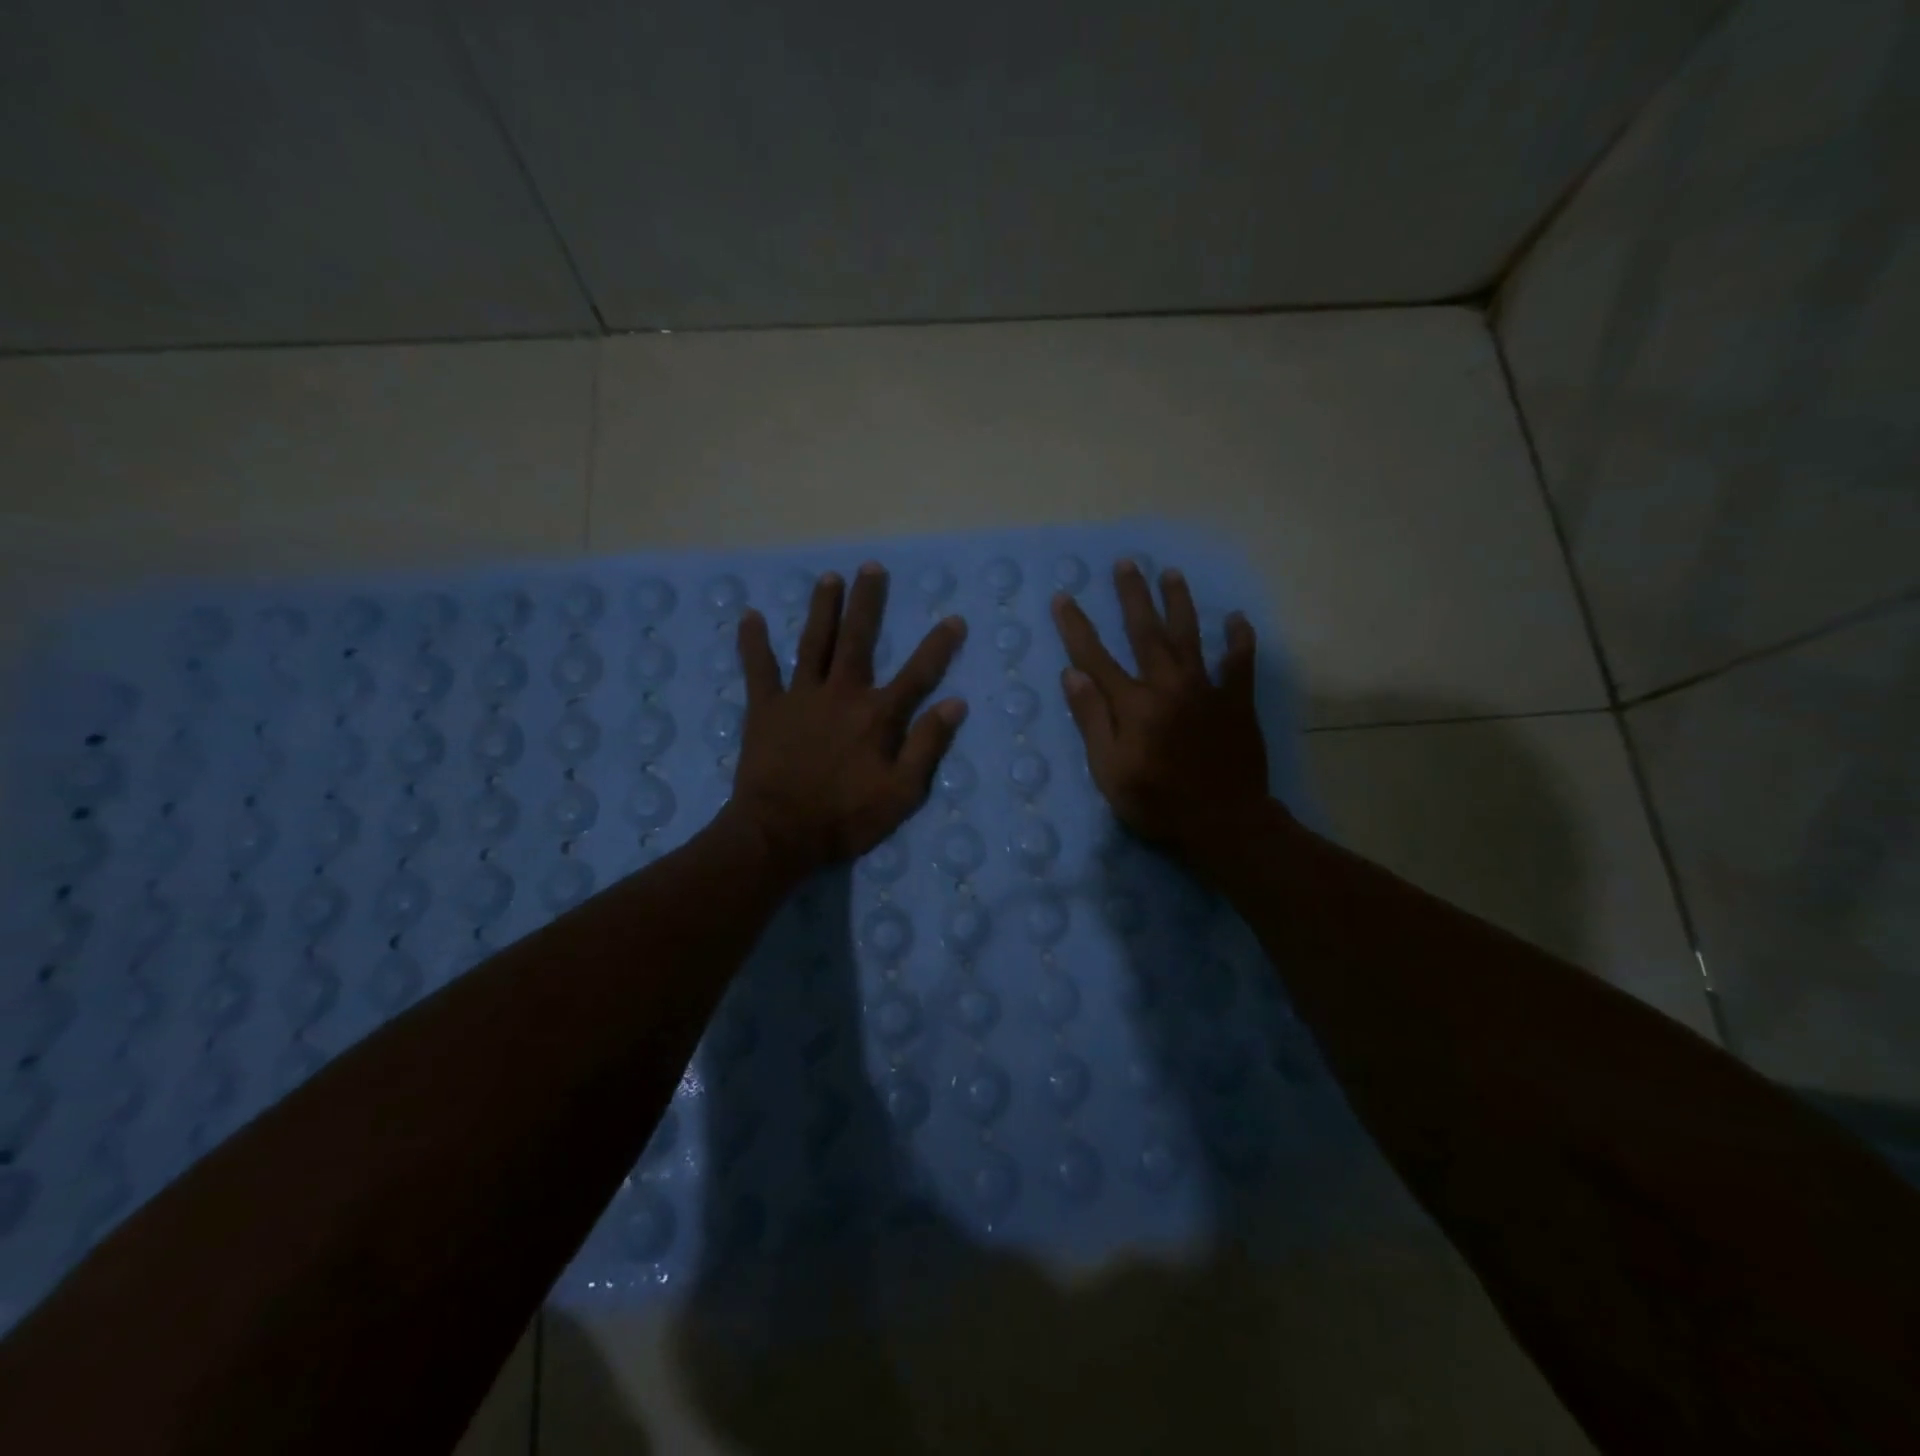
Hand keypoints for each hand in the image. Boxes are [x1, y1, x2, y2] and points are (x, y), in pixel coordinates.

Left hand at [728, 561, 967, 877]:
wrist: (780, 834)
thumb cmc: (845, 818)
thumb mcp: (901, 793)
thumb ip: (927, 746)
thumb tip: (955, 703)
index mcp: (877, 716)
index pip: (918, 674)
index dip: (938, 646)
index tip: (954, 618)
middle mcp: (842, 694)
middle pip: (858, 639)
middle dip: (867, 602)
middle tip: (871, 568)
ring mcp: (800, 697)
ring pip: (814, 643)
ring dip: (823, 609)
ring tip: (828, 578)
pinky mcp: (765, 708)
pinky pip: (759, 668)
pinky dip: (754, 643)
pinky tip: (751, 616)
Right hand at [1051, 559, 1273, 871]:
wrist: (1224, 823)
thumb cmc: (1157, 802)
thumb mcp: (1109, 770)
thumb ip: (1092, 720)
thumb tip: (1072, 674)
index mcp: (1133, 704)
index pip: (1095, 657)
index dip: (1076, 627)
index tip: (1064, 598)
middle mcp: (1168, 686)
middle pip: (1146, 633)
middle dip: (1133, 596)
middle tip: (1126, 563)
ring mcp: (1206, 690)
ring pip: (1190, 636)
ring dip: (1180, 603)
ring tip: (1171, 573)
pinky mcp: (1236, 702)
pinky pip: (1239, 663)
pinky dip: (1239, 640)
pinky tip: (1237, 619)